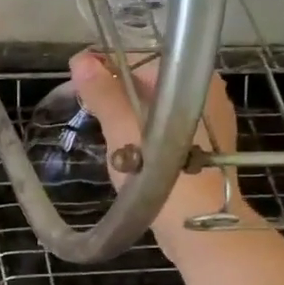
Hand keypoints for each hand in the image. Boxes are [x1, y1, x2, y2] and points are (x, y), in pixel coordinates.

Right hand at [68, 49, 257, 244]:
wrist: (196, 226)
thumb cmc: (159, 171)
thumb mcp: (123, 128)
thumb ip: (103, 94)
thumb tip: (80, 61)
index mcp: (193, 81)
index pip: (142, 58)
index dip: (105, 65)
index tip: (76, 78)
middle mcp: (206, 96)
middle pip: (150, 82)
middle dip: (114, 90)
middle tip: (83, 105)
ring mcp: (206, 125)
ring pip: (155, 108)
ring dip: (126, 113)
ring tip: (98, 126)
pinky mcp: (200, 152)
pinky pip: (163, 130)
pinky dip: (141, 132)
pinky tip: (123, 147)